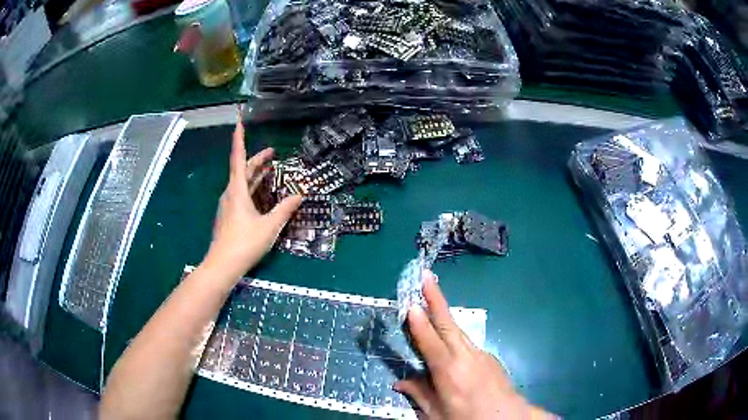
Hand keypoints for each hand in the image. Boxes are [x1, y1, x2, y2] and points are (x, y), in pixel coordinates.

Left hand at [204, 119, 301, 279]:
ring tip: (269, 171)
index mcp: (237, 190)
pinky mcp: (228, 216)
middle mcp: (230, 194)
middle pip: (242, 170)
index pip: (238, 158)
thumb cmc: (245, 243)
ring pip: (241, 183)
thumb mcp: (270, 226)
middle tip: (272, 153)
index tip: (239, 122)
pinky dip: (251, 188)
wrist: (222, 265)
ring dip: (255, 174)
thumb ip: (285, 209)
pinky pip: (240, 194)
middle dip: (257, 159)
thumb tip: (300, 194)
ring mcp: (227, 205)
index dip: (239, 139)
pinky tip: (261, 195)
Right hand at [395, 271, 552, 419]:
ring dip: (444, 315)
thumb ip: (419, 395)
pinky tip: (450, 347)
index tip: (411, 302)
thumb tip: (400, 383)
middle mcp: (465, 356)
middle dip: (436, 298)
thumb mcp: (436, 414)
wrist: (509, 419)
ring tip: (431, 303)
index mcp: (448, 371)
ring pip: (458, 331)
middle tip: (425, 276)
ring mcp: (481, 354)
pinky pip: (468, 344)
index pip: (429, 341)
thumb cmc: (468, 418)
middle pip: (448, 324)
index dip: (419, 322)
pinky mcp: (490, 358)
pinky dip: (455, 338)